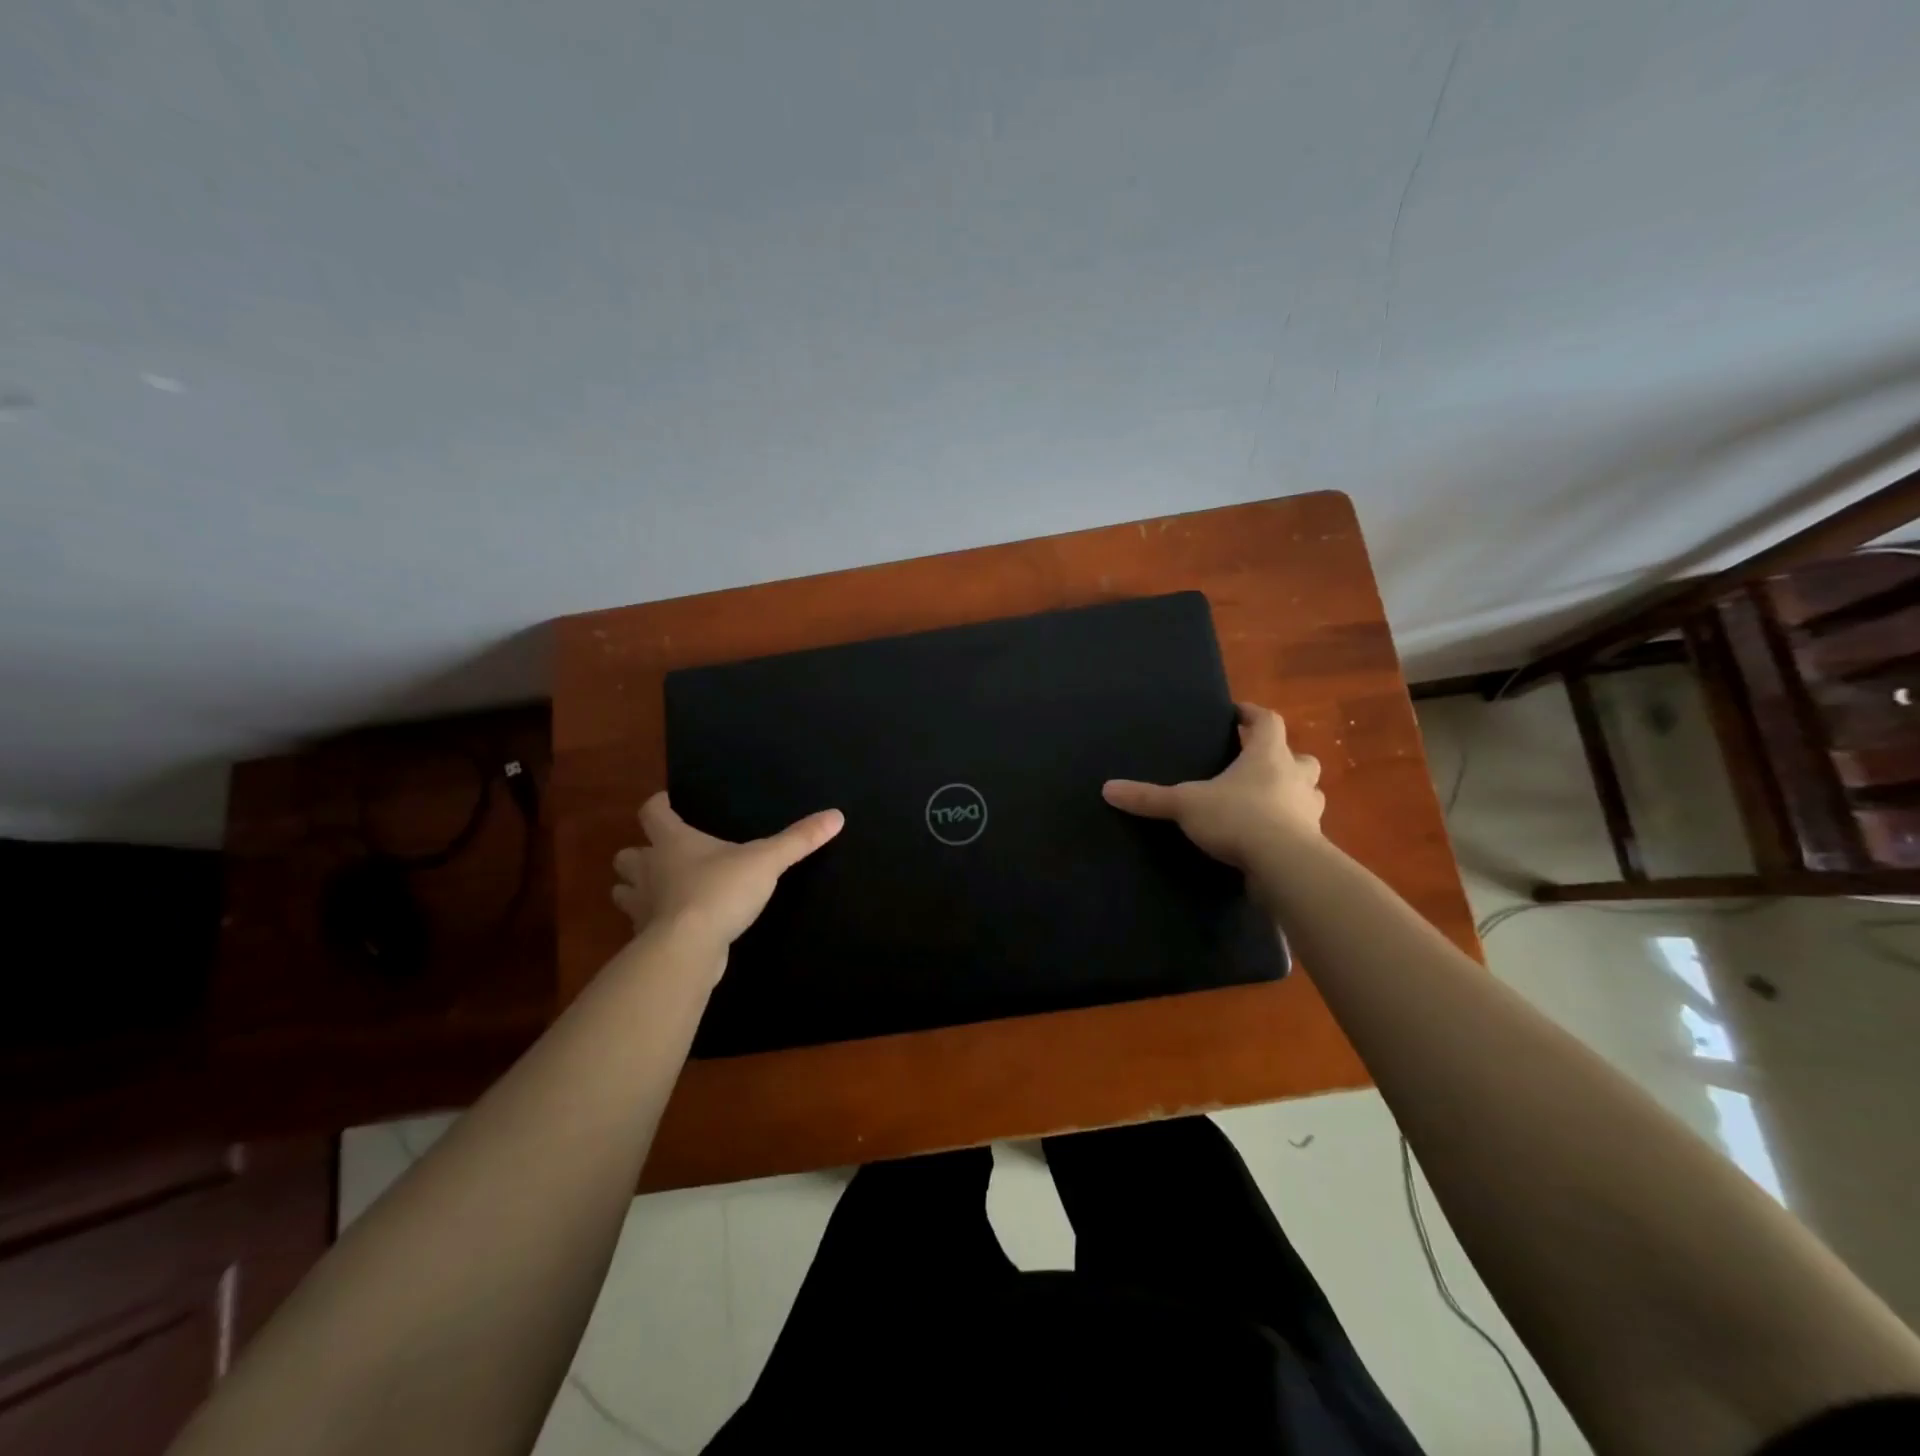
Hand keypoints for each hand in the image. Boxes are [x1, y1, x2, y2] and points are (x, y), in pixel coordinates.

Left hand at [612, 793, 843, 953]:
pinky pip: (641, 926)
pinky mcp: (646, 939)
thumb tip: (836, 815)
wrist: (687, 949)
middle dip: (639, 854)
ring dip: (636, 889)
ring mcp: (642, 907)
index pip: (652, 812)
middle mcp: (649, 870)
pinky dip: (650, 923)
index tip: (667, 803)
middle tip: (661, 855)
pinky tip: (673, 926)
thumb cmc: (720, 891)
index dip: (659, 805)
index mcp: (672, 842)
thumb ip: (799, 840)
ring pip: (623, 892)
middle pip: (627, 855)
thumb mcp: (766, 861)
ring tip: (660, 891)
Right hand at [1102, 703, 1322, 868]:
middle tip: (1258, 763)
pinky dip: (1290, 827)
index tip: (1238, 713)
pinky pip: (1304, 827)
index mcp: (1268, 756)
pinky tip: (1269, 838)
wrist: (1284, 865)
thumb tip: (1107, 788)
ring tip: (1268, 801)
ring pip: (1308, 792)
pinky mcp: (1312, 842)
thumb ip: (1149, 797)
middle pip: (1299, 756)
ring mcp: (1307, 810)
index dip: (1253, 714)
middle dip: (1283, 757)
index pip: (1268, 721)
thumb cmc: (1238, 818)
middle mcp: (1295, 777)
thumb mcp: (1186, 804)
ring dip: (1292, 792)